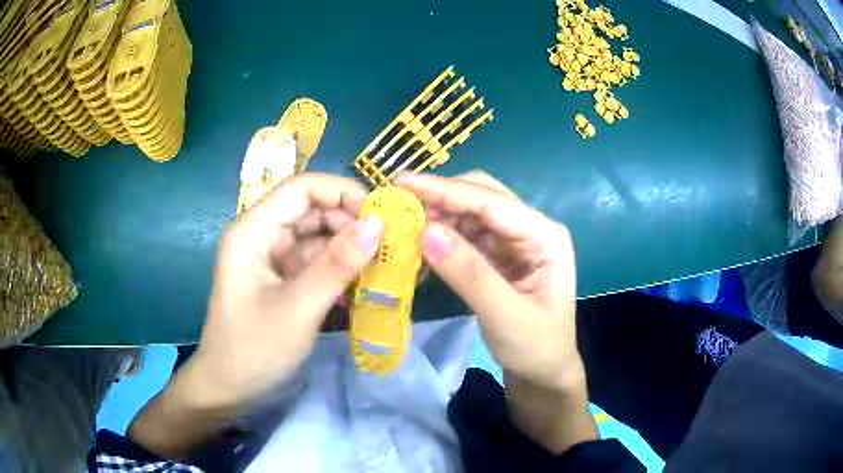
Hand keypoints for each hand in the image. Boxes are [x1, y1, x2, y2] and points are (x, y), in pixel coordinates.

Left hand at [129, 173, 382, 458]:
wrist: (229, 389)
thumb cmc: (254, 349)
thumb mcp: (298, 308)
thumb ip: (337, 264)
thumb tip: (379, 223)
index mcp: (253, 231)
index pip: (301, 188)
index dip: (342, 193)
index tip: (381, 216)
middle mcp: (262, 236)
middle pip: (312, 210)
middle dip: (351, 223)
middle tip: (390, 245)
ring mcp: (272, 259)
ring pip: (317, 238)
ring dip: (349, 248)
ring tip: (384, 265)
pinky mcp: (282, 281)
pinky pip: (316, 263)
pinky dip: (340, 270)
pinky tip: (363, 284)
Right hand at [397, 171, 595, 453]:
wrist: (544, 372)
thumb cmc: (536, 347)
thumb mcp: (504, 315)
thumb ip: (469, 273)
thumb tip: (426, 232)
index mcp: (545, 236)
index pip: (492, 202)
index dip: (446, 190)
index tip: (402, 183)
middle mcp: (532, 229)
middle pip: (483, 197)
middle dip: (441, 197)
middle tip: (398, 204)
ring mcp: (516, 241)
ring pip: (471, 213)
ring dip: (439, 215)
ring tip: (403, 222)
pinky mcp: (500, 255)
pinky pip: (467, 235)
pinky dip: (443, 235)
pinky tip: (421, 242)